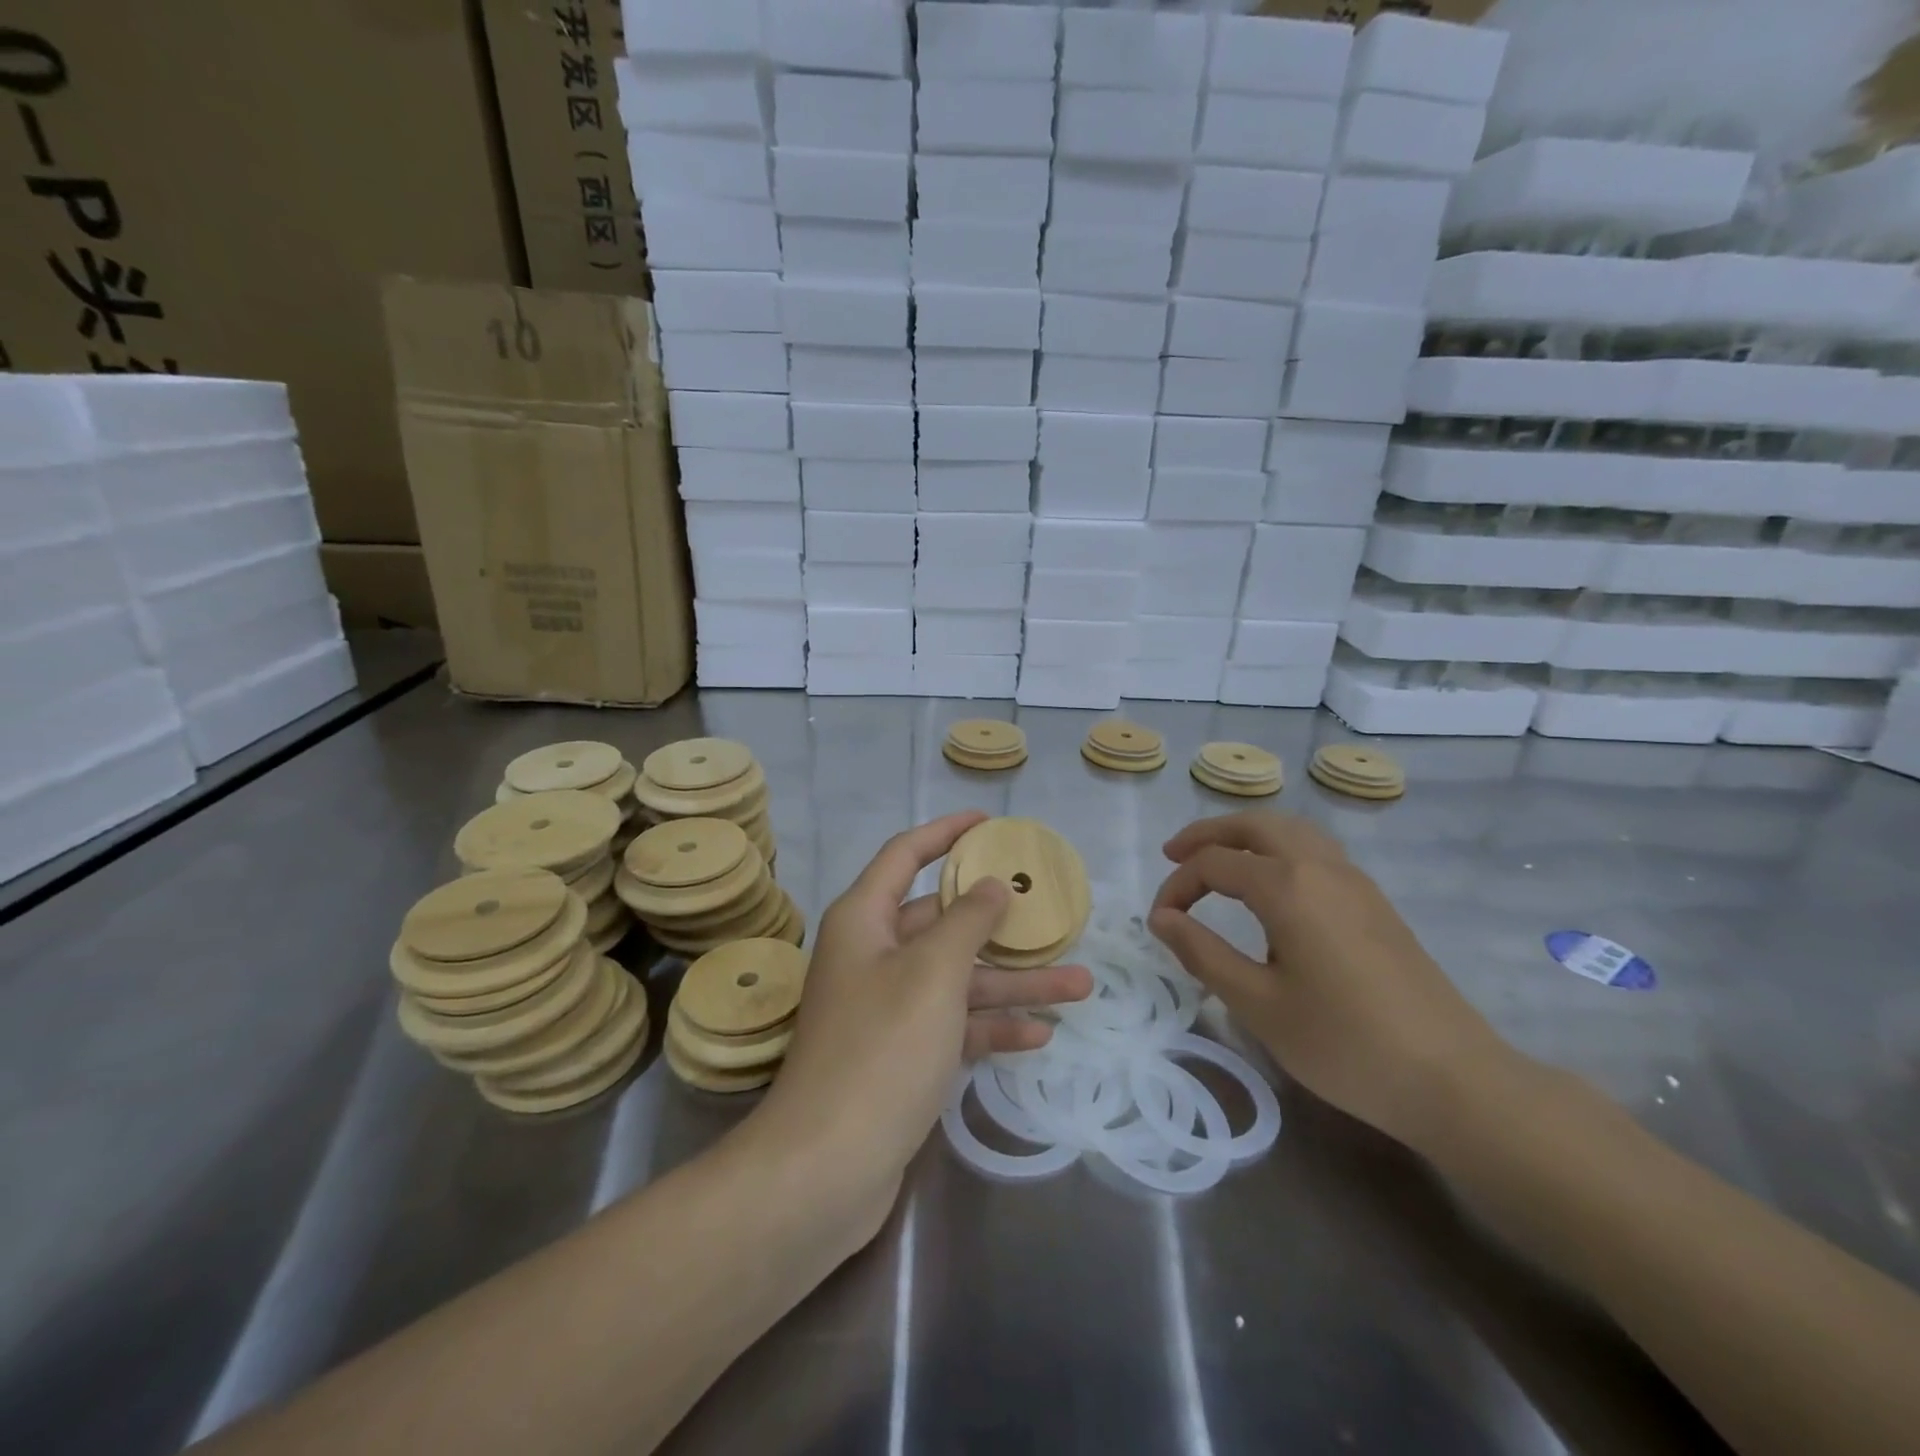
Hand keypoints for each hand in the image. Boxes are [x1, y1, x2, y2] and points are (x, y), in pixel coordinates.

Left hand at [752, 811, 1091, 1228]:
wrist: (826, 1167)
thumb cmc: (882, 1049)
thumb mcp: (933, 973)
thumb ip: (968, 922)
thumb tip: (991, 886)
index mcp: (865, 919)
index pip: (906, 855)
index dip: (947, 833)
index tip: (990, 825)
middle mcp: (873, 955)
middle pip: (942, 922)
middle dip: (1000, 922)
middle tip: (1052, 914)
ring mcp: (887, 1008)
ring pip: (958, 979)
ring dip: (1013, 982)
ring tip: (1080, 983)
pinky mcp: (900, 1054)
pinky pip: (952, 1025)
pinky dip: (991, 1027)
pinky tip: (1040, 1034)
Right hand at [1148, 812, 1512, 1148]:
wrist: (1453, 1079)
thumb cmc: (1344, 1044)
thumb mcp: (1258, 1004)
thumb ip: (1202, 953)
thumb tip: (1161, 918)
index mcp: (1287, 887)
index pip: (1213, 863)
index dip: (1177, 886)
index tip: (1160, 923)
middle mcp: (1321, 868)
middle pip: (1255, 825)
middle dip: (1208, 833)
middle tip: (1174, 855)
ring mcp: (1355, 882)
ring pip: (1291, 831)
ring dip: (1247, 835)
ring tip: (1218, 860)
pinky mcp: (1375, 902)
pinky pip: (1316, 851)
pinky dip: (1279, 849)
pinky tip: (1272, 886)